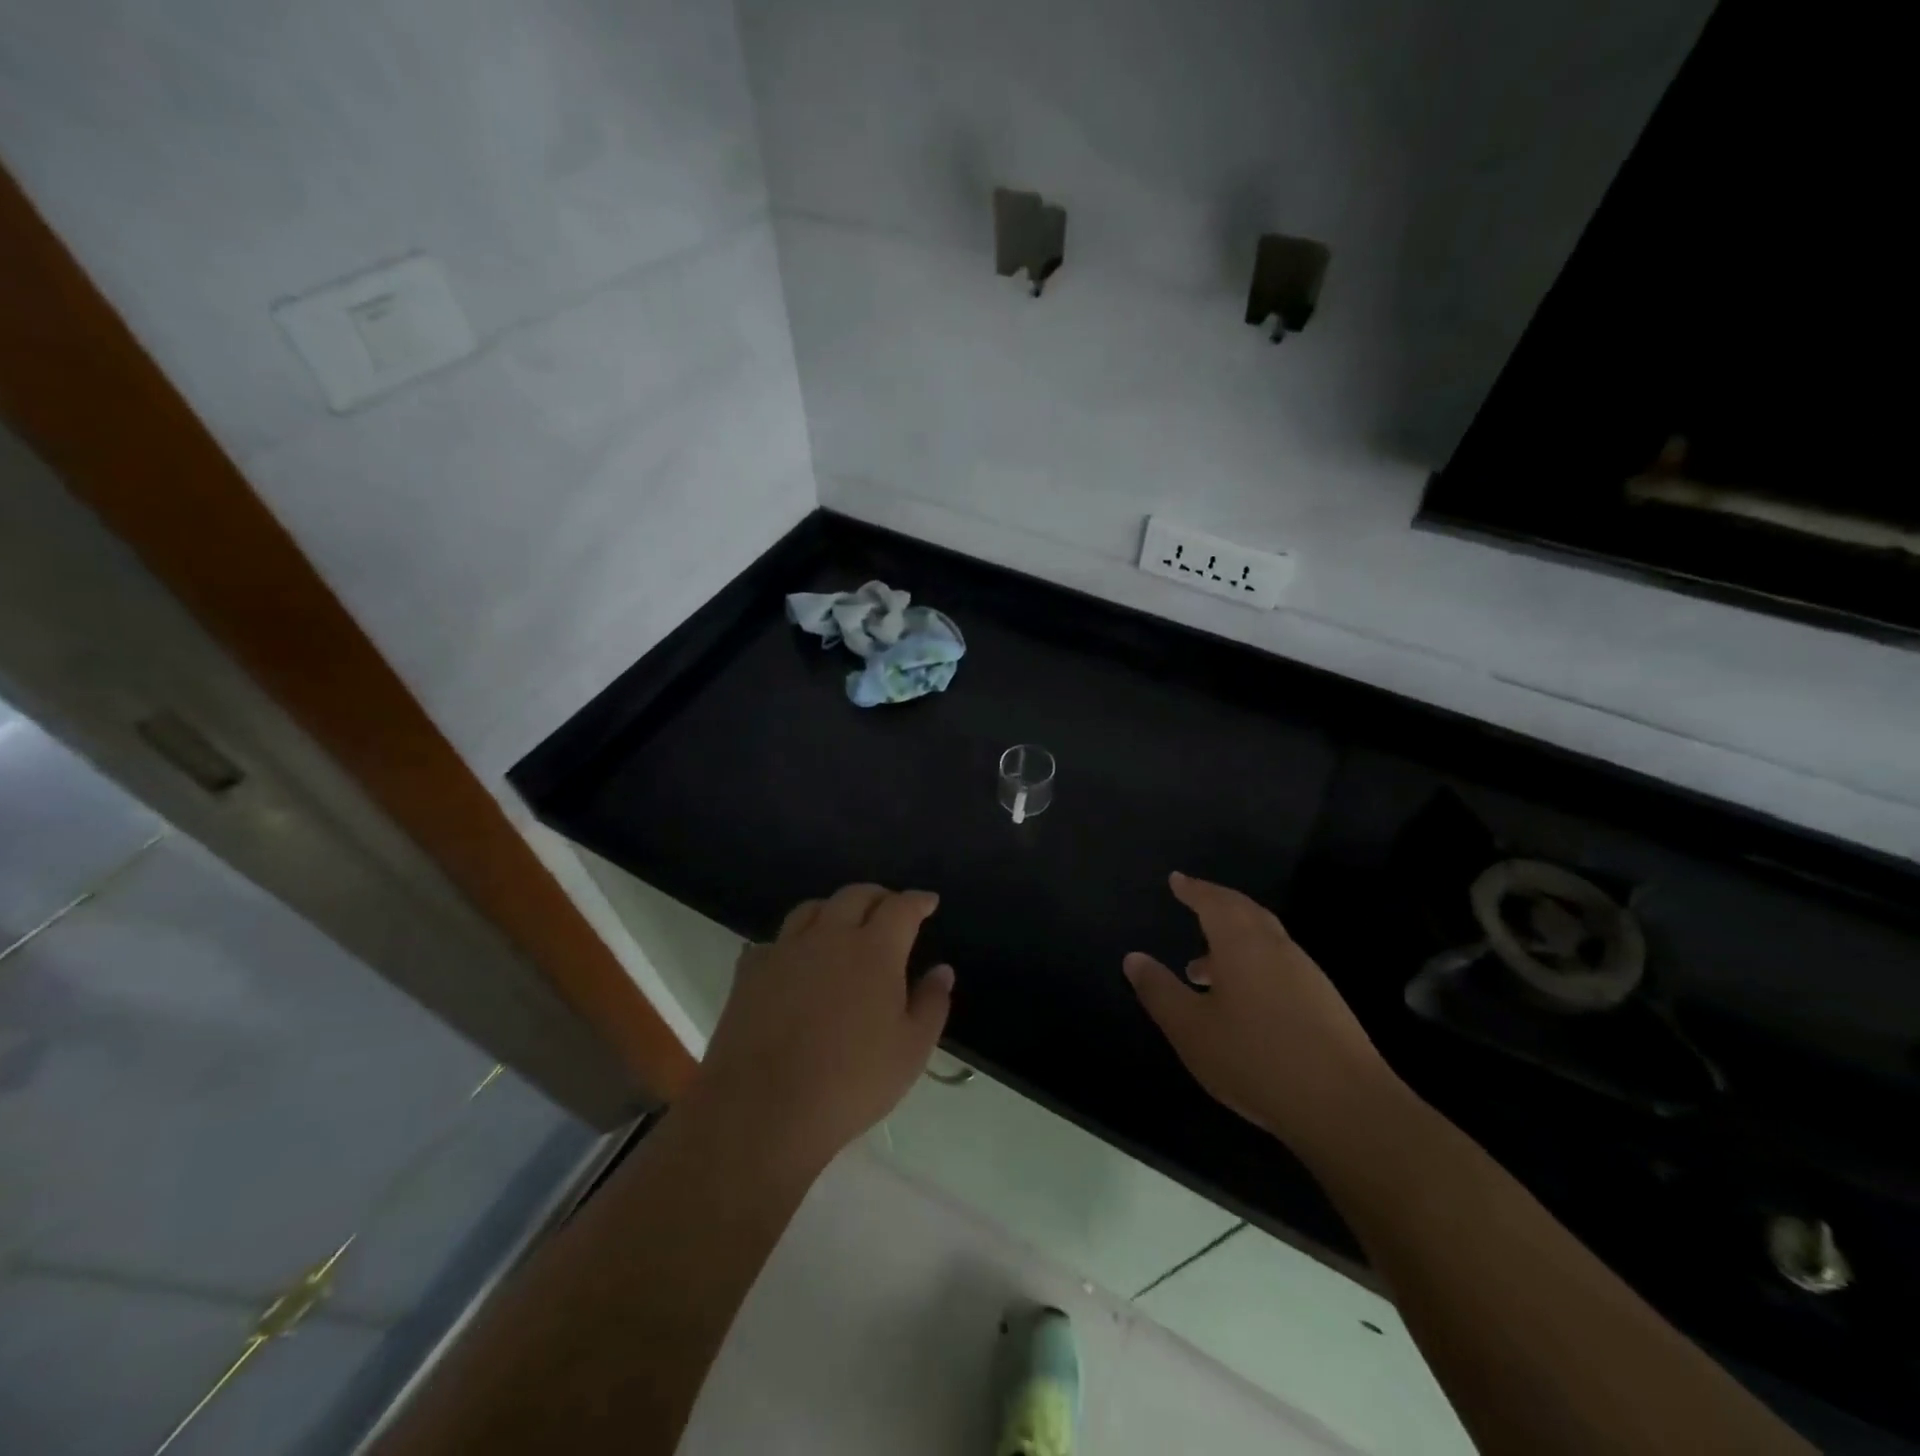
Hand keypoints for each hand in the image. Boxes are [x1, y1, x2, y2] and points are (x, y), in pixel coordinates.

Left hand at [690, 884, 952, 1173]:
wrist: (763, 1109)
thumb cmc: (851, 1082)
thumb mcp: (911, 1050)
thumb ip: (931, 1004)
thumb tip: (942, 970)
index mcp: (874, 949)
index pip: (901, 908)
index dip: (918, 901)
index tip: (929, 901)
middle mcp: (829, 936)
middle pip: (855, 896)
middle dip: (878, 896)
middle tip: (889, 908)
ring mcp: (785, 950)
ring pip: (811, 909)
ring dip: (833, 909)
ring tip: (841, 924)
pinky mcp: (750, 972)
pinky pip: (774, 941)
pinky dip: (791, 942)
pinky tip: (792, 960)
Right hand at [1125, 873, 1394, 1155]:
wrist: (1346, 1107)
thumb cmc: (1256, 1059)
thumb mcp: (1191, 1029)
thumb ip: (1160, 991)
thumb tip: (1134, 958)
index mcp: (1242, 944)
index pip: (1214, 902)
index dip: (1193, 890)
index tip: (1177, 880)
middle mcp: (1277, 948)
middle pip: (1245, 912)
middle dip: (1217, 904)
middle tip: (1193, 903)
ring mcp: (1306, 974)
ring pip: (1264, 940)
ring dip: (1233, 940)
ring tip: (1202, 967)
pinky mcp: (1325, 1003)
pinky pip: (1279, 965)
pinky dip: (1253, 964)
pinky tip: (1242, 1001)